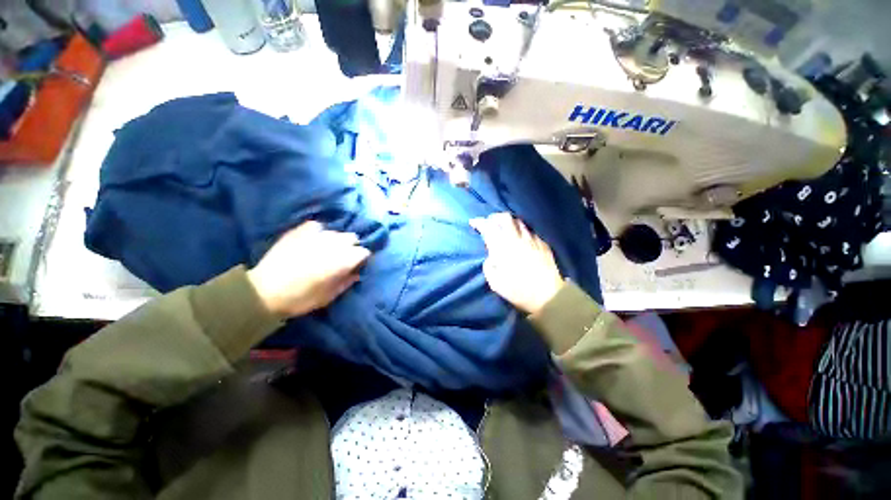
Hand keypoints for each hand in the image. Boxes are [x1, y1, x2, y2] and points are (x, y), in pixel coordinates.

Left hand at [248, 221, 370, 317]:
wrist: (263, 292)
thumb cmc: (301, 298)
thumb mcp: (329, 297)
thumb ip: (346, 282)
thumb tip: (356, 273)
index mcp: (343, 260)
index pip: (364, 252)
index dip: (361, 259)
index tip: (355, 266)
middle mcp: (334, 244)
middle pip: (352, 237)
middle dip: (351, 246)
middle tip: (342, 257)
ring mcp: (316, 235)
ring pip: (335, 232)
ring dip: (336, 240)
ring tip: (326, 249)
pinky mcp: (299, 231)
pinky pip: (317, 226)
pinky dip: (319, 232)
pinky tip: (313, 240)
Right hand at [470, 213, 563, 314]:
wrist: (548, 295)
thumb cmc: (518, 290)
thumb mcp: (495, 282)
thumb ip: (488, 266)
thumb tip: (491, 257)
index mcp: (501, 247)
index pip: (488, 227)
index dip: (479, 222)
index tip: (473, 222)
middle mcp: (516, 238)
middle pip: (504, 217)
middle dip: (494, 217)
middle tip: (490, 223)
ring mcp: (531, 239)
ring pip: (519, 221)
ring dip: (509, 222)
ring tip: (505, 229)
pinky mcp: (543, 243)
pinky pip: (530, 231)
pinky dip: (521, 231)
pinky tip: (521, 239)